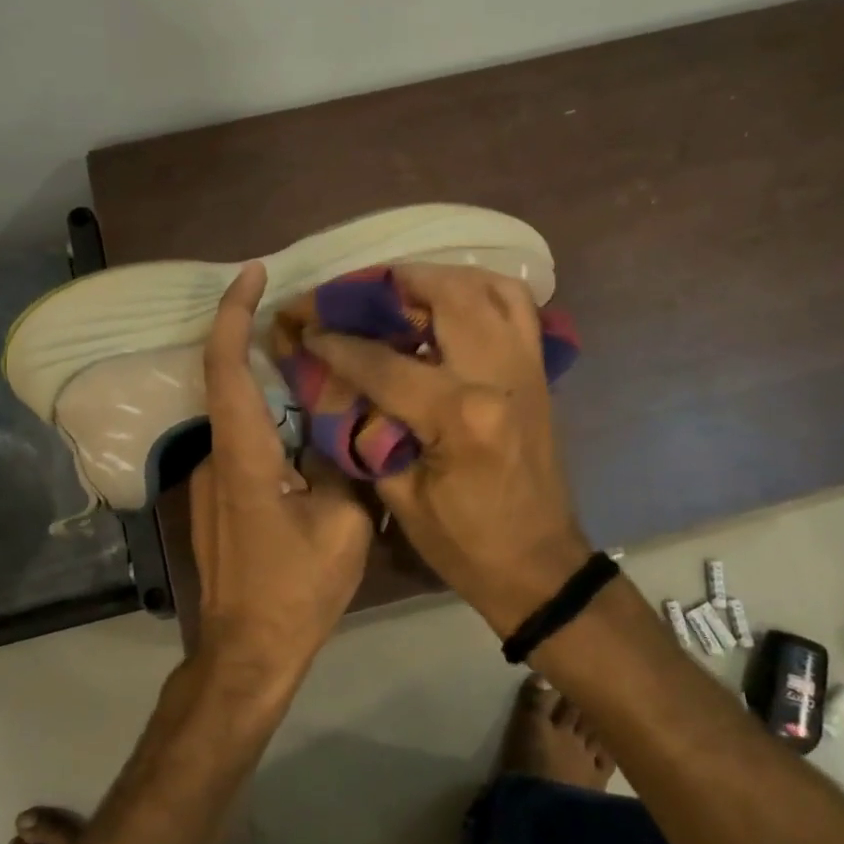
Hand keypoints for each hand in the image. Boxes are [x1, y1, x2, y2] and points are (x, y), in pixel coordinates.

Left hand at [191, 263, 374, 680]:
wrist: (247, 652)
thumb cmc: (295, 591)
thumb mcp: (342, 525)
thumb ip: (342, 463)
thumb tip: (343, 425)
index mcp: (242, 455)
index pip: (225, 366)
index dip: (233, 313)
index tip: (253, 274)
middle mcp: (214, 457)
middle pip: (232, 384)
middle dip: (264, 346)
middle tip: (317, 327)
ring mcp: (208, 481)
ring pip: (242, 418)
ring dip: (275, 394)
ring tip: (327, 382)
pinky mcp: (215, 500)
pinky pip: (244, 446)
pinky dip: (273, 428)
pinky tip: (312, 439)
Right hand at [301, 264, 591, 636]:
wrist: (538, 565)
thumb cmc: (464, 544)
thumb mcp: (399, 496)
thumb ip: (366, 429)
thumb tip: (334, 383)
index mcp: (461, 415)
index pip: (384, 361)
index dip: (337, 343)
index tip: (304, 327)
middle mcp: (499, 374)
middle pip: (443, 295)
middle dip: (387, 285)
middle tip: (350, 295)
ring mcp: (527, 366)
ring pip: (486, 286)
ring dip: (436, 278)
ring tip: (396, 292)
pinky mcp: (539, 371)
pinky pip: (516, 306)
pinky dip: (480, 290)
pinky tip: (448, 303)